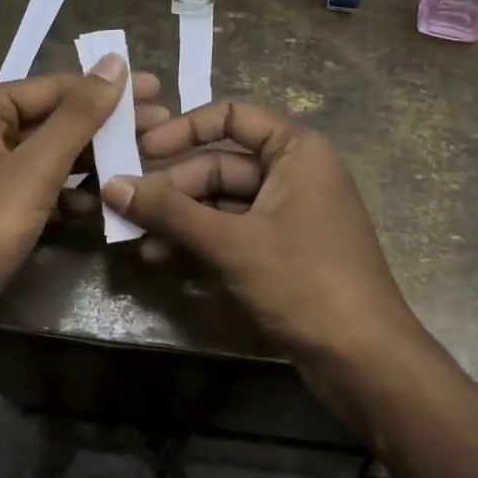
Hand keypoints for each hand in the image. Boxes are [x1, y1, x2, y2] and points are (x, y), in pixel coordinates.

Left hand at [0, 60, 166, 326]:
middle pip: (55, 120)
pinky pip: (40, 189)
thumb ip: (78, 116)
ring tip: (143, 162)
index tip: (160, 91)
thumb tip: (116, 62)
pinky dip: (70, 194)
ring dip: (93, 161)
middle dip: (106, 126)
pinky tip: (105, 203)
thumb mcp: (34, 168)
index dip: (109, 88)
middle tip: (161, 126)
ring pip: (50, 157)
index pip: (57, 86)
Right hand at [102, 100, 416, 363]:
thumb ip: (170, 212)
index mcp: (296, 151)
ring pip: (219, 202)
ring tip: (132, 238)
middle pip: (218, 164)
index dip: (182, 129)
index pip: (230, 116)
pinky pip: (230, 231)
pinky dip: (197, 240)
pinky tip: (160, 258)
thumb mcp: (232, 243)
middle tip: (122, 206)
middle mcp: (293, 173)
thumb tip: (111, 184)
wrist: (366, 361)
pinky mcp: (280, 250)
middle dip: (171, 188)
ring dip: (178, 218)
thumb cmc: (305, 282)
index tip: (140, 149)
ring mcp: (287, 213)